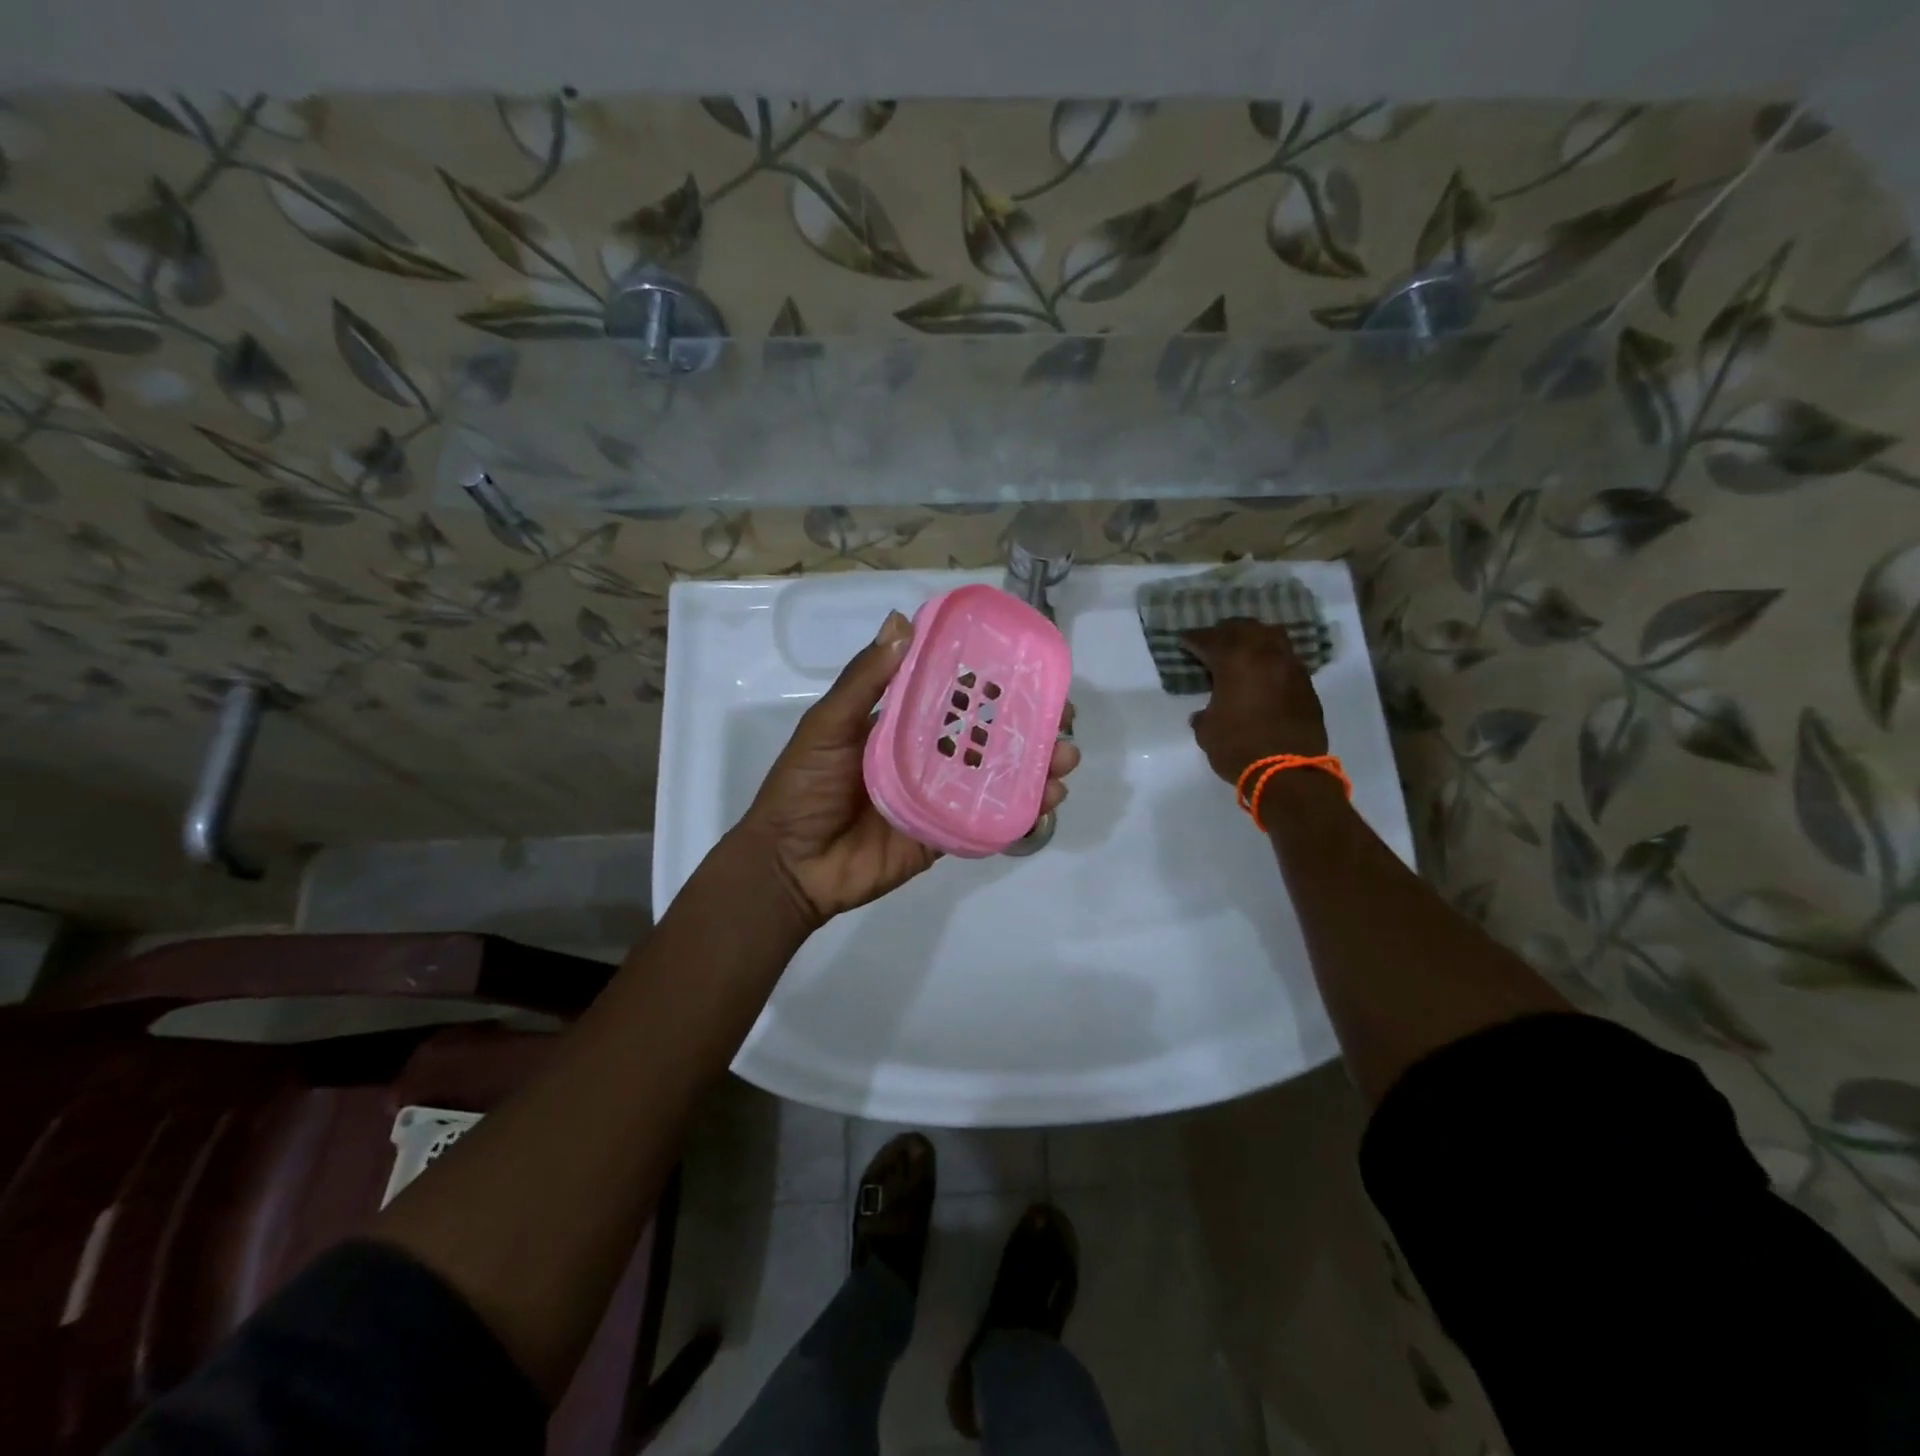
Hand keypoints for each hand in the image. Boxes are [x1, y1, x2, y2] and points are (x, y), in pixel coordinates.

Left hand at [736, 610, 1080, 928]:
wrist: (790, 864)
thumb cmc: (803, 787)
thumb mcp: (827, 726)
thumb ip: (864, 681)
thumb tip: (901, 622)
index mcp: (903, 723)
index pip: (958, 695)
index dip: (996, 682)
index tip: (1032, 671)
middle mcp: (928, 756)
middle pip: (990, 736)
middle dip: (1032, 726)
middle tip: (1065, 721)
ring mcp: (941, 797)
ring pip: (999, 777)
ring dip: (1037, 767)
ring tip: (1064, 761)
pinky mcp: (946, 835)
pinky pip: (990, 822)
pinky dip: (1023, 813)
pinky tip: (1046, 803)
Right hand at [1183, 618, 1327, 783]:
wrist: (1288, 772)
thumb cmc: (1238, 748)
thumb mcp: (1207, 732)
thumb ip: (1204, 714)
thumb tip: (1204, 713)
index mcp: (1234, 661)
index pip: (1209, 640)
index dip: (1193, 639)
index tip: (1184, 642)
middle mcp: (1264, 655)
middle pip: (1243, 628)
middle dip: (1225, 631)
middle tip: (1213, 640)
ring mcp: (1290, 667)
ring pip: (1271, 636)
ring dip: (1254, 638)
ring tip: (1243, 648)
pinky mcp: (1306, 684)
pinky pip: (1285, 658)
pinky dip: (1271, 657)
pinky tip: (1263, 670)